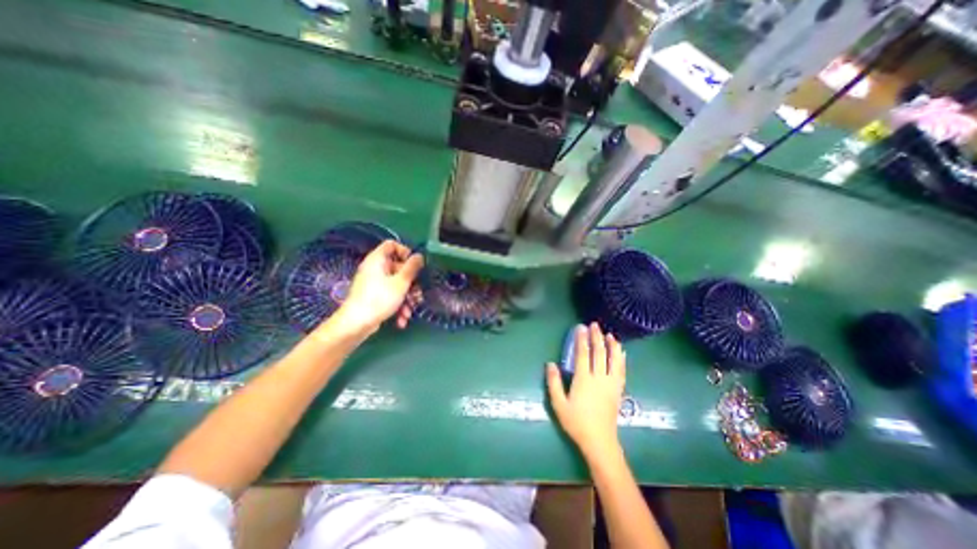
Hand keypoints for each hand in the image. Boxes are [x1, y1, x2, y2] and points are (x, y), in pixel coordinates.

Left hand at [328, 239, 423, 333]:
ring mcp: (374, 283)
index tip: (415, 264)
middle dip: (411, 283)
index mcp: (378, 260)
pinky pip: (390, 295)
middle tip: (417, 293)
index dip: (405, 252)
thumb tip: (419, 256)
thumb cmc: (379, 298)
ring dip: (406, 298)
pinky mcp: (374, 297)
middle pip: (398, 268)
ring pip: (397, 284)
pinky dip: (398, 306)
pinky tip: (401, 319)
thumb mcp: (401, 282)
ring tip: (409, 311)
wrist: (356, 325)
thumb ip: (412, 267)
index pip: (392, 245)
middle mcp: (375, 269)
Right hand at [548, 323, 625, 464]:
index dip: (582, 339)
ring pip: (613, 360)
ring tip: (610, 334)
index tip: (581, 327)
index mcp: (583, 380)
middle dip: (597, 337)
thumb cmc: (576, 422)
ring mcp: (611, 384)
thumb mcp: (559, 404)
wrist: (599, 441)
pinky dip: (621, 359)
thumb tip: (550, 364)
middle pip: (599, 353)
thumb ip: (553, 383)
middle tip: (595, 325)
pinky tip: (622, 353)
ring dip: (612, 345)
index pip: (583, 354)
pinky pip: (621, 371)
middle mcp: (599, 378)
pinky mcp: (618, 390)